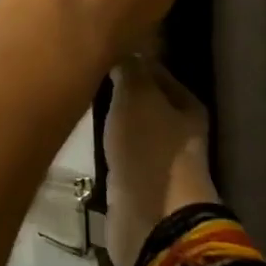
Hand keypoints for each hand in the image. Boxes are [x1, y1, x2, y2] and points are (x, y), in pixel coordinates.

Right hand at [103, 60, 217, 265]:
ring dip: (109, 116)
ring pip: (129, 125)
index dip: (129, 58)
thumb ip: (130, 69)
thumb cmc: (150, 149)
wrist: (152, 217)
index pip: (155, 69)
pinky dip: (104, 142)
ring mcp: (158, 158)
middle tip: (83, 73)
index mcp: (187, 106)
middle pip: (143, 98)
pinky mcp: (138, 180)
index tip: (98, 49)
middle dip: (117, 88)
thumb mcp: (137, 97)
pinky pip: (118, 150)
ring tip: (78, 99)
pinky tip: (84, 133)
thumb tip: (123, 49)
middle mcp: (177, 130)